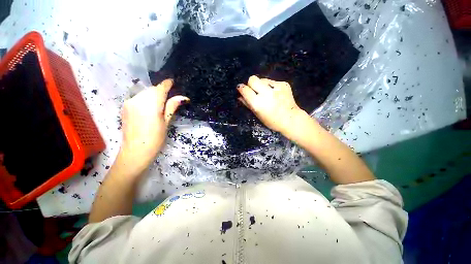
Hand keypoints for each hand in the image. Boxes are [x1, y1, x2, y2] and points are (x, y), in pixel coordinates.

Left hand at [119, 79, 188, 174]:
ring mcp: (129, 102)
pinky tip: (150, 107)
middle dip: (161, 91)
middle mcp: (138, 99)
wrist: (135, 151)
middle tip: (169, 97)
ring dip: (153, 95)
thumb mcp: (167, 122)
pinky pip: (138, 97)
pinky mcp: (125, 107)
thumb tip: (183, 97)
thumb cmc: (155, 138)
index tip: (172, 81)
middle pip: (152, 89)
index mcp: (151, 103)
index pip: (160, 88)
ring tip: (160, 104)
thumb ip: (172, 106)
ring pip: (144, 93)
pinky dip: (145, 99)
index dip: (167, 84)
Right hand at [237, 76, 308, 134]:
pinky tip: (274, 94)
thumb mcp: (257, 114)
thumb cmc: (272, 121)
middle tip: (254, 91)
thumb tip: (239, 96)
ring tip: (266, 94)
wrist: (291, 119)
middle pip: (252, 79)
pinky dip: (270, 86)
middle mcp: (265, 93)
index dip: (241, 88)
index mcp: (257, 103)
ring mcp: (276, 87)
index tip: (241, 89)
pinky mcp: (283, 84)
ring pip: (262, 79)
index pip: (245, 89)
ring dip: (261, 85)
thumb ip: (247, 104)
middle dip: (250, 84)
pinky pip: (272, 81)